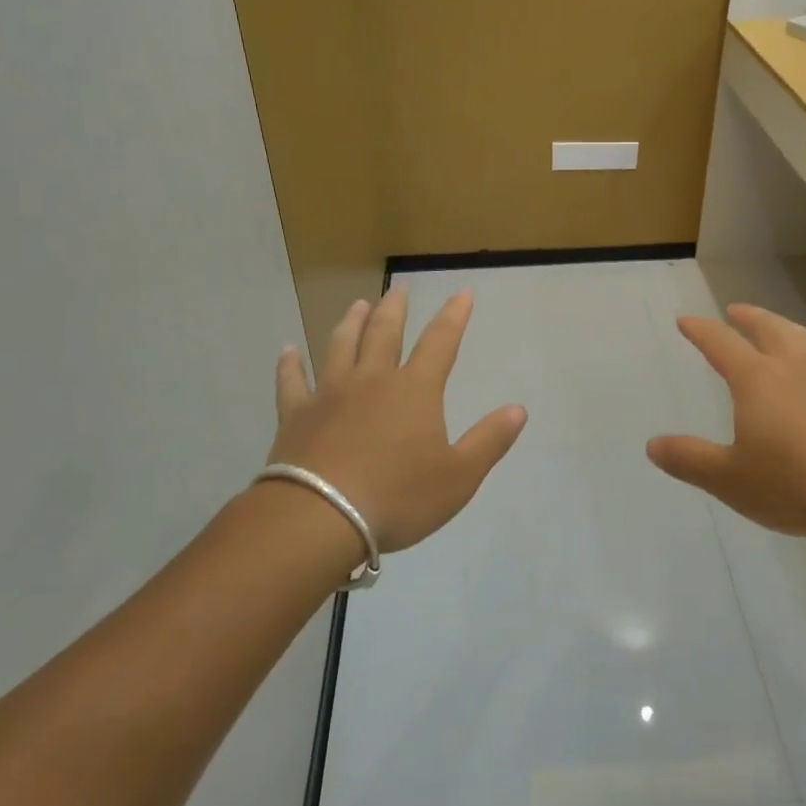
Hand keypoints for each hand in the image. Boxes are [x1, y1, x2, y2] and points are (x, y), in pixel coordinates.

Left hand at [269, 287, 526, 552]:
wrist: (320, 518)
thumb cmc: (398, 497)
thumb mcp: (459, 477)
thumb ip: (489, 441)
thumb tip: (518, 409)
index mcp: (414, 390)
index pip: (440, 342)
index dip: (454, 316)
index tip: (462, 293)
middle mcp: (372, 380)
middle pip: (384, 333)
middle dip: (395, 308)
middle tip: (399, 288)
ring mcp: (329, 394)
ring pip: (341, 346)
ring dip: (351, 323)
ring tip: (357, 305)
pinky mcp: (296, 415)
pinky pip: (292, 382)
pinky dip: (290, 365)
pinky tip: (288, 351)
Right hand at [646, 304, 805, 543]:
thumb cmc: (794, 484)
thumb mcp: (729, 480)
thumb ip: (690, 460)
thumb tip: (653, 445)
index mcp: (756, 380)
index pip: (721, 344)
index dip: (701, 330)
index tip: (686, 320)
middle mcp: (794, 368)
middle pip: (769, 329)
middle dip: (748, 317)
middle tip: (735, 310)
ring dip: (788, 328)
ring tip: (780, 327)